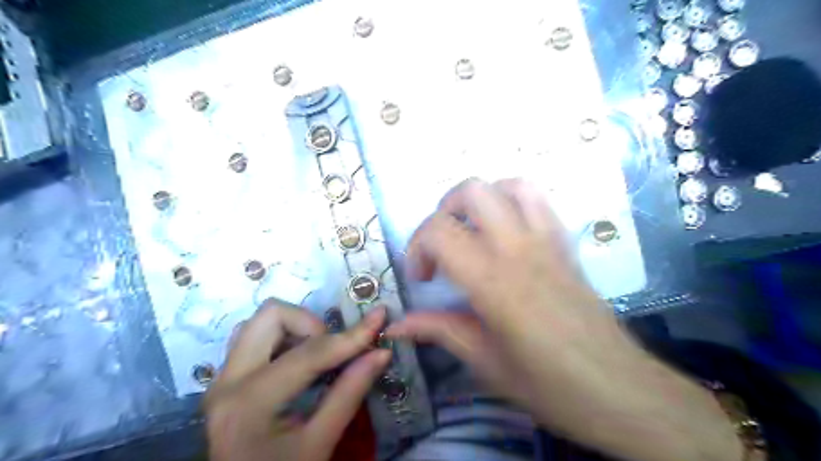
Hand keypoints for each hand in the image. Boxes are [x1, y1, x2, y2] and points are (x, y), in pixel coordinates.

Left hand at [202, 303, 388, 460]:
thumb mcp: (320, 443)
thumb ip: (350, 393)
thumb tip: (381, 353)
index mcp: (250, 403)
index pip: (309, 353)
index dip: (351, 336)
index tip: (380, 318)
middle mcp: (228, 380)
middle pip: (271, 315)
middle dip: (312, 324)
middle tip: (333, 350)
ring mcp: (222, 377)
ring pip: (261, 321)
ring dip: (296, 328)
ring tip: (317, 357)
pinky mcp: (225, 377)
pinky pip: (254, 336)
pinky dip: (284, 337)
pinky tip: (298, 362)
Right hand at [388, 179, 742, 460]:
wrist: (618, 389)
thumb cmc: (548, 384)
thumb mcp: (484, 361)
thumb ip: (438, 331)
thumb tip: (397, 325)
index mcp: (493, 280)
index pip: (439, 231)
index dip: (416, 247)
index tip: (421, 278)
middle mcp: (518, 247)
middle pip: (471, 191)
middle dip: (443, 211)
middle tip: (440, 247)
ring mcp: (547, 239)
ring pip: (508, 185)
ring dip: (480, 199)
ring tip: (471, 230)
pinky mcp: (565, 243)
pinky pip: (539, 200)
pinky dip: (512, 200)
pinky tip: (504, 231)